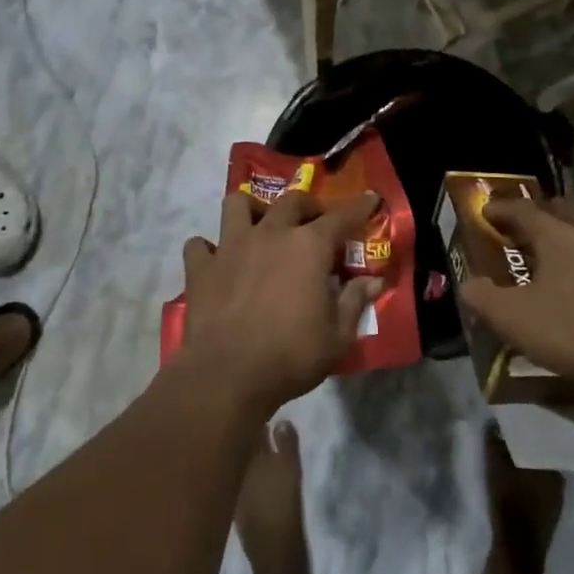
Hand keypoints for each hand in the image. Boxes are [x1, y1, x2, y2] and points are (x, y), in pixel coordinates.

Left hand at [180, 190, 384, 417]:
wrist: (227, 375)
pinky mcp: (201, 267)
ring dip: (252, 209)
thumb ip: (355, 301)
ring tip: (260, 226)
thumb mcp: (337, 336)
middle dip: (308, 205)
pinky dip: (208, 249)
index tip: (370, 199)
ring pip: (238, 205)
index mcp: (308, 247)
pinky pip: (199, 245)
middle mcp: (270, 234)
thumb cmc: (291, 355)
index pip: (341, 217)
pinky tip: (217, 261)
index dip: (359, 207)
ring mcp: (230, 246)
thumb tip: (374, 281)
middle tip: (315, 222)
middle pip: (291, 201)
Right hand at [461, 197, 573, 393]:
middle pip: (564, 211)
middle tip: (523, 221)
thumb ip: (482, 297)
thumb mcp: (511, 317)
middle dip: (542, 211)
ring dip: (567, 235)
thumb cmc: (569, 330)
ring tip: (550, 251)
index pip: (524, 211)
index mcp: (557, 237)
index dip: (501, 209)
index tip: (484, 211)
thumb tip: (468, 285)